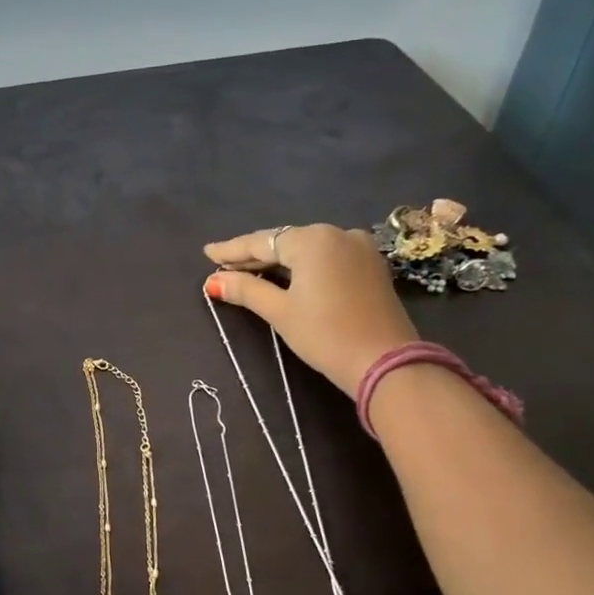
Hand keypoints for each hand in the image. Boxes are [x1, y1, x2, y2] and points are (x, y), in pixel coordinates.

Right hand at [205, 225, 418, 395]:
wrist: (385, 361)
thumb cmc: (325, 334)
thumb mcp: (280, 312)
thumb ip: (246, 290)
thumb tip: (214, 281)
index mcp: (312, 239)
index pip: (262, 241)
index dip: (232, 250)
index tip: (208, 253)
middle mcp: (337, 233)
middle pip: (285, 242)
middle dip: (255, 255)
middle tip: (224, 265)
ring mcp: (359, 247)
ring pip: (308, 249)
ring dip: (279, 261)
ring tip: (251, 271)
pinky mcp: (371, 266)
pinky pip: (327, 258)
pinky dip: (304, 266)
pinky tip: (288, 276)